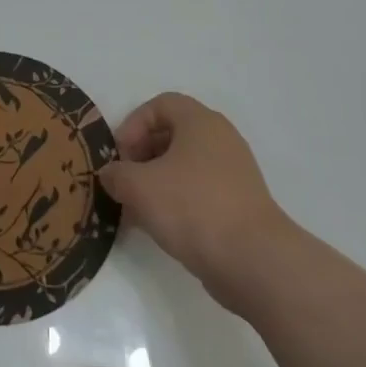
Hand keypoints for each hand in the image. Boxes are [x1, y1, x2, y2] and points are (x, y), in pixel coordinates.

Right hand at [98, 92, 288, 312]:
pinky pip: (199, 191)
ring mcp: (234, 172)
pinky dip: (176, 202)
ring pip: (184, 166)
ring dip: (156, 182)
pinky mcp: (240, 204)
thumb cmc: (193, 208)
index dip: (133, 125)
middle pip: (172, 134)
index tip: (119, 156)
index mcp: (200, 122)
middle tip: (124, 182)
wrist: (254, 261)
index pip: (160, 105)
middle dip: (142, 156)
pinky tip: (160, 227)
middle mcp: (221, 139)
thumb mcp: (139, 188)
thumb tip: (111, 175)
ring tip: (136, 210)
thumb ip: (116, 175)